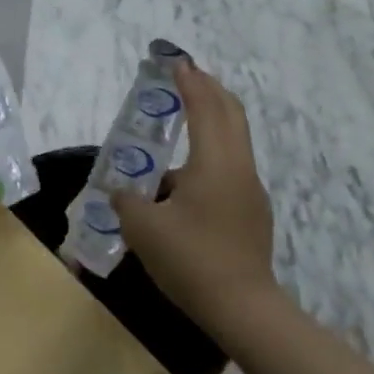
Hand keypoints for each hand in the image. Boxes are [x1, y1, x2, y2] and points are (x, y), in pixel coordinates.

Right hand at [111, 60, 277, 330]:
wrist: (243, 310)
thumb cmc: (192, 260)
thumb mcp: (144, 228)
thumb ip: (127, 200)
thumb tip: (122, 191)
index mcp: (215, 164)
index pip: (205, 108)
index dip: (190, 83)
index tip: (177, 62)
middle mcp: (238, 169)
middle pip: (230, 115)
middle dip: (209, 91)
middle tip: (186, 77)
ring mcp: (249, 192)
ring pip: (232, 141)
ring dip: (211, 121)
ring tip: (181, 121)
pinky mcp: (251, 214)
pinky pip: (228, 167)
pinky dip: (210, 151)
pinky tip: (182, 178)